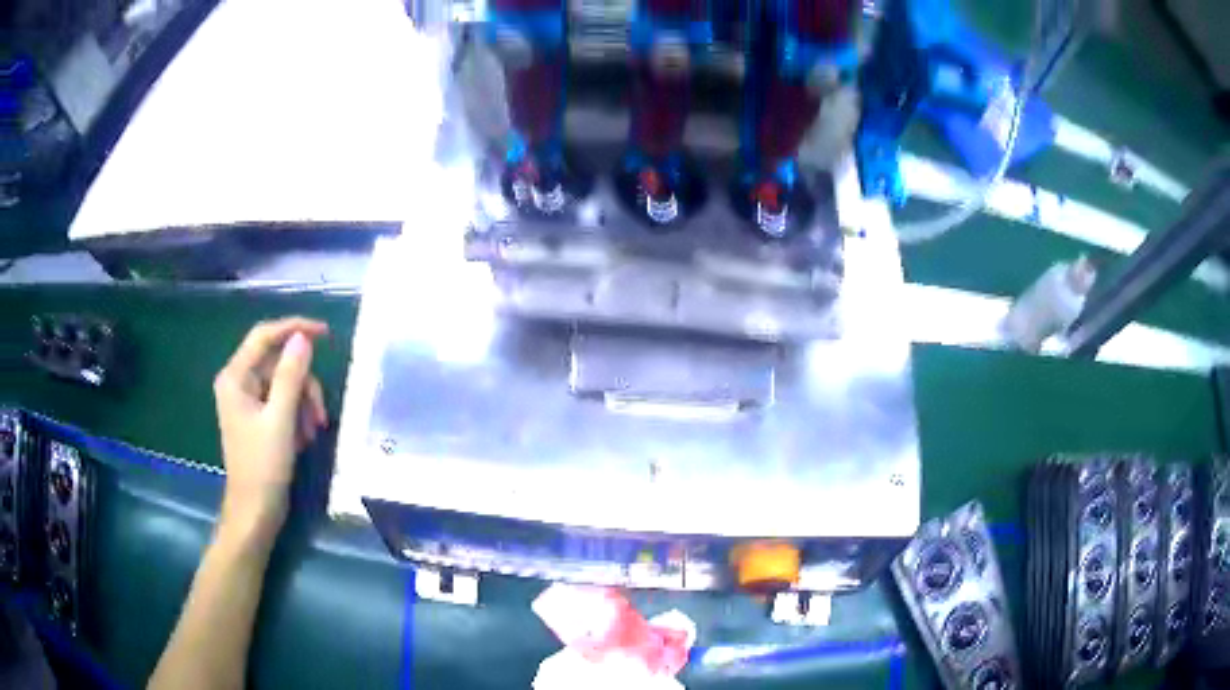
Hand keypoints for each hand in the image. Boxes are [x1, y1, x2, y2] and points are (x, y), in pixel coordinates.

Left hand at [212, 318, 328, 542]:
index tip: (325, 334)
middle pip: (278, 364)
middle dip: (303, 385)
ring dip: (303, 404)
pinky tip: (303, 439)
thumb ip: (291, 375)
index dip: (294, 328)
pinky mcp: (257, 418)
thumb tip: (303, 338)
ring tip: (312, 433)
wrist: (255, 512)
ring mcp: (247, 402)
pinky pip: (282, 402)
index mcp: (235, 377)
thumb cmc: (263, 467)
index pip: (264, 336)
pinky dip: (297, 416)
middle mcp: (238, 383)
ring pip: (284, 384)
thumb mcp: (280, 419)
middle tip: (319, 415)